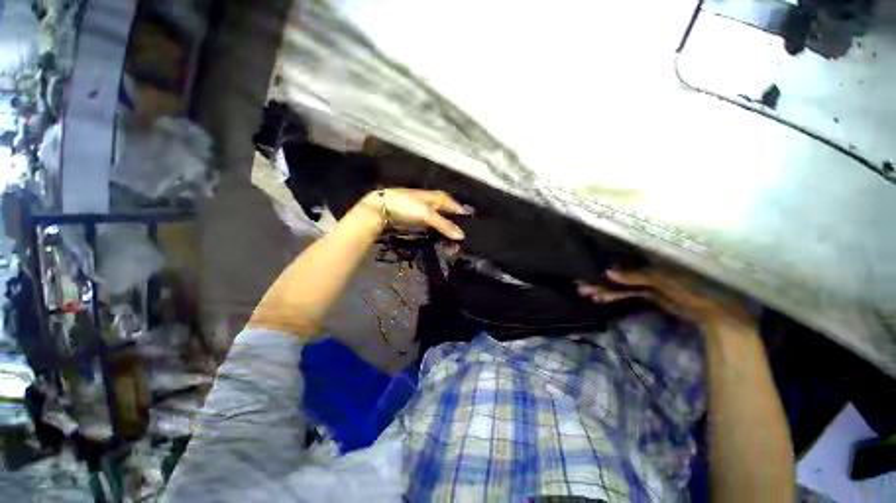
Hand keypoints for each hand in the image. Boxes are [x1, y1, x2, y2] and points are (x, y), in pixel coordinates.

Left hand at [358, 188, 470, 239]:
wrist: (381, 209)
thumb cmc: (407, 207)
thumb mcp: (427, 215)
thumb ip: (445, 225)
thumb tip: (462, 236)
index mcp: (441, 198)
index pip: (459, 210)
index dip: (465, 222)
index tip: (472, 236)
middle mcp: (437, 205)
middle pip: (452, 219)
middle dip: (457, 231)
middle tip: (462, 246)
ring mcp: (429, 214)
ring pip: (444, 225)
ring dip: (448, 236)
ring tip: (454, 249)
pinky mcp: (422, 222)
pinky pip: (435, 230)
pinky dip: (440, 236)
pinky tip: (443, 244)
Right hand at [580, 265, 755, 334]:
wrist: (717, 314)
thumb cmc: (696, 288)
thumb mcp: (665, 280)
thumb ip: (637, 276)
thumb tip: (608, 272)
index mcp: (654, 256)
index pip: (623, 255)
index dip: (605, 260)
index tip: (588, 267)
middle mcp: (648, 265)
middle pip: (619, 271)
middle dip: (600, 279)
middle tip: (581, 286)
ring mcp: (649, 281)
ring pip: (621, 284)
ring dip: (605, 289)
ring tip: (586, 293)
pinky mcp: (651, 294)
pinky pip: (629, 294)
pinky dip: (616, 297)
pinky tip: (602, 299)